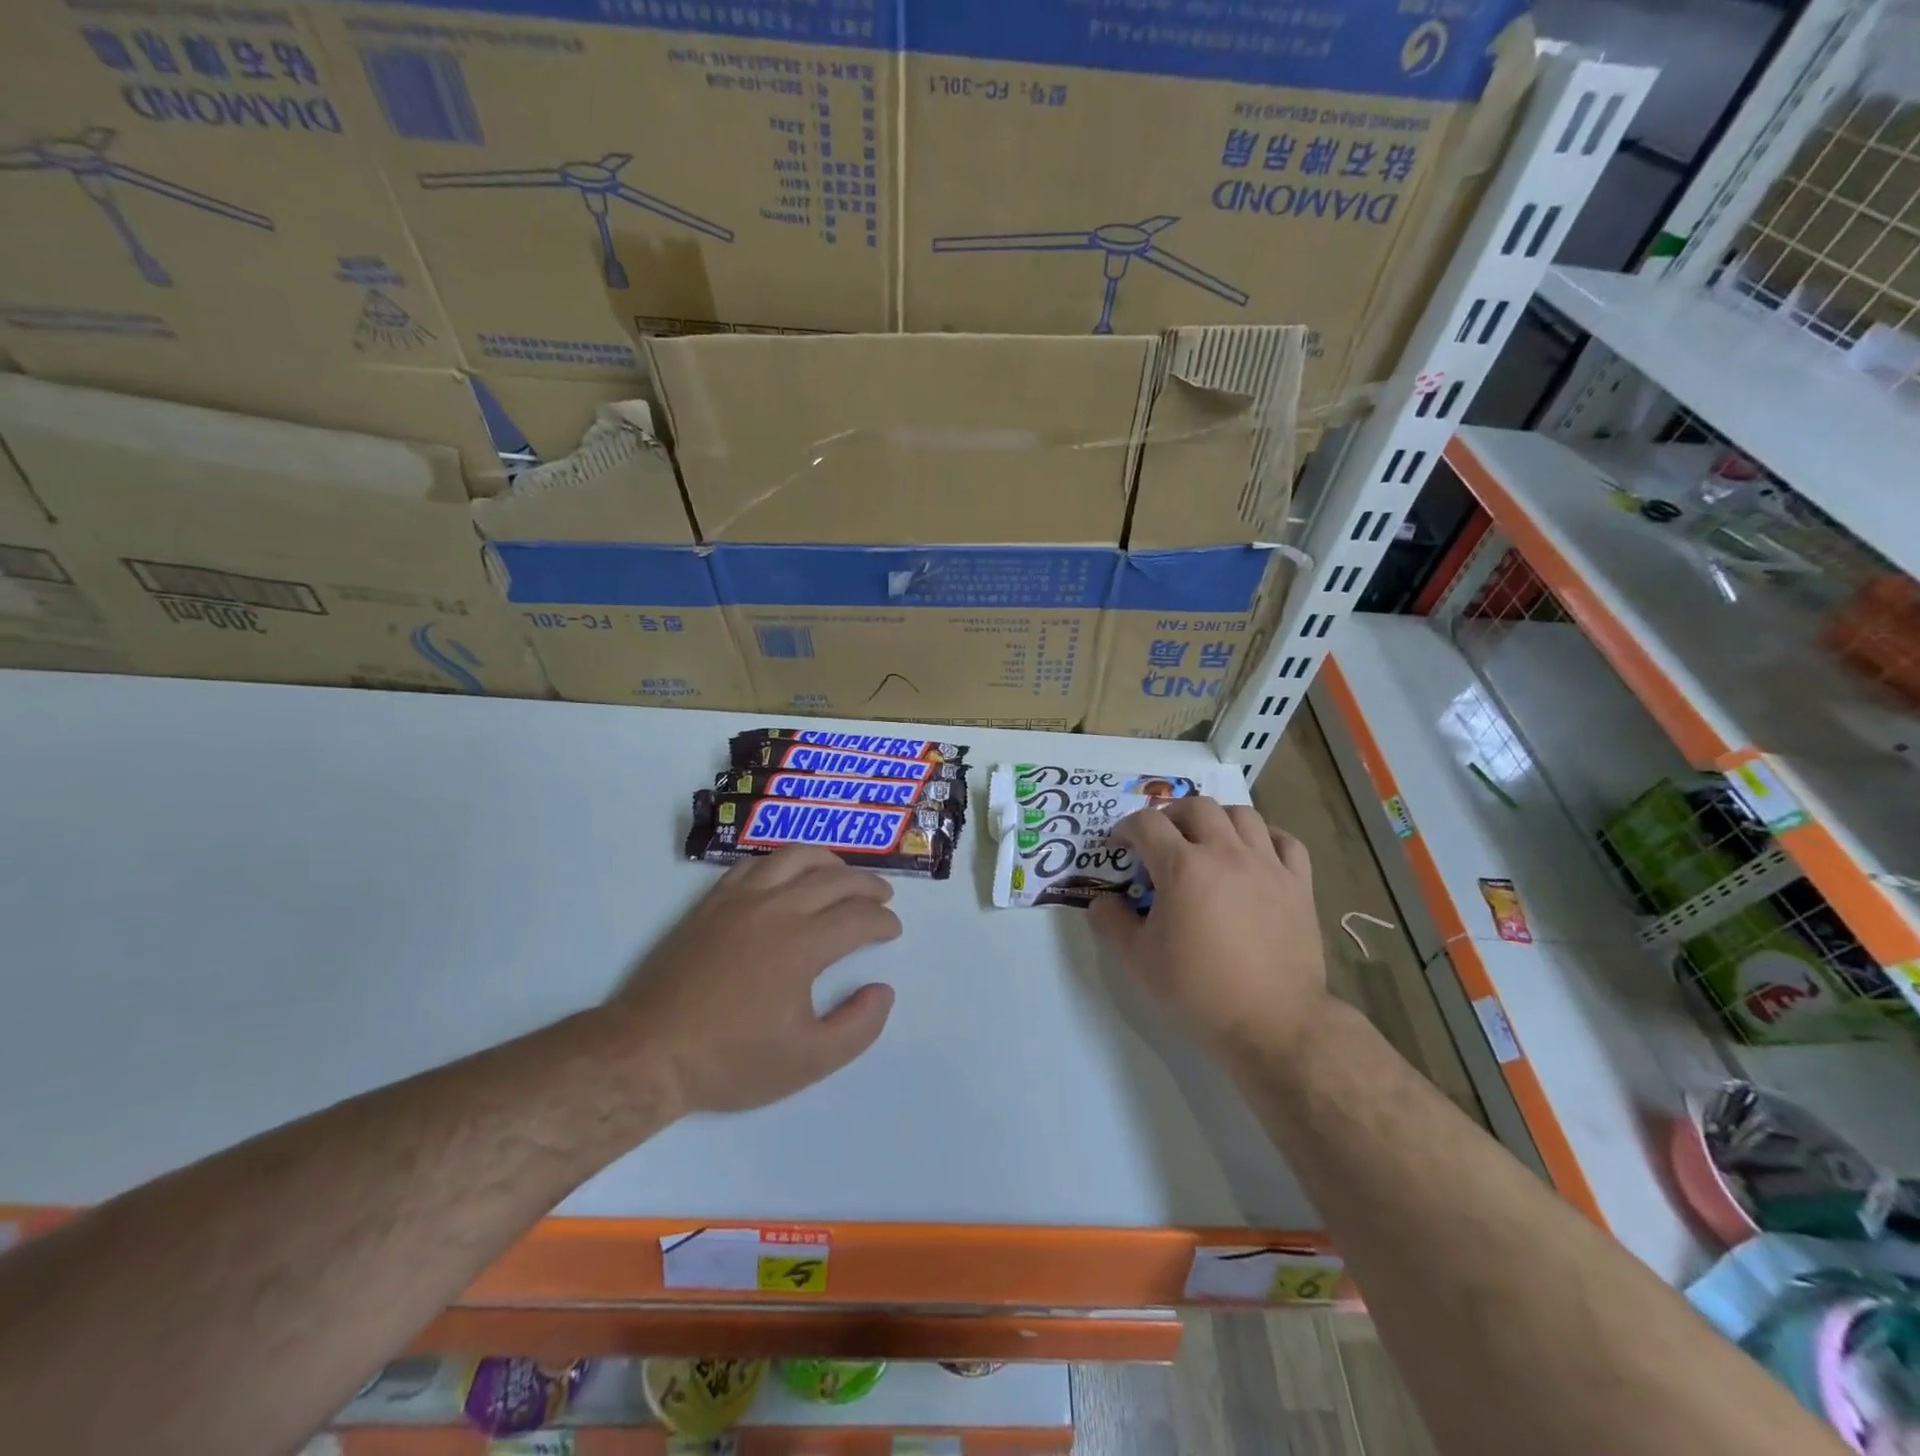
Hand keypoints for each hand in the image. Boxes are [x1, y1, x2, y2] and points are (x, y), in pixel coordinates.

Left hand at [613, 847, 899, 1115]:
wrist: (649, 1053)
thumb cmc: (731, 1060)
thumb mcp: (808, 1061)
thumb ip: (858, 1027)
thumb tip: (882, 990)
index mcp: (802, 944)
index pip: (858, 917)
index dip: (883, 921)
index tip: (892, 931)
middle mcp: (775, 909)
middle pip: (834, 879)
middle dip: (867, 885)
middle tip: (882, 897)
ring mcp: (739, 900)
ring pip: (794, 858)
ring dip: (828, 861)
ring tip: (843, 874)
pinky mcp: (712, 902)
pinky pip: (754, 864)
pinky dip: (782, 862)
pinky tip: (788, 876)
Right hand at [1089, 797, 1332, 1066]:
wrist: (1273, 1023)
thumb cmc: (1198, 990)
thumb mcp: (1137, 960)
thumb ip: (1111, 923)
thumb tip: (1101, 902)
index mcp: (1182, 867)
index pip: (1146, 824)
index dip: (1125, 828)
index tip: (1120, 846)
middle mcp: (1225, 853)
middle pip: (1196, 806)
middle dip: (1170, 815)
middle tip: (1161, 839)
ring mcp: (1267, 865)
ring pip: (1242, 814)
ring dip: (1217, 820)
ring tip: (1207, 841)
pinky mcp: (1298, 884)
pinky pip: (1286, 841)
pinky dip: (1266, 838)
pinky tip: (1255, 853)